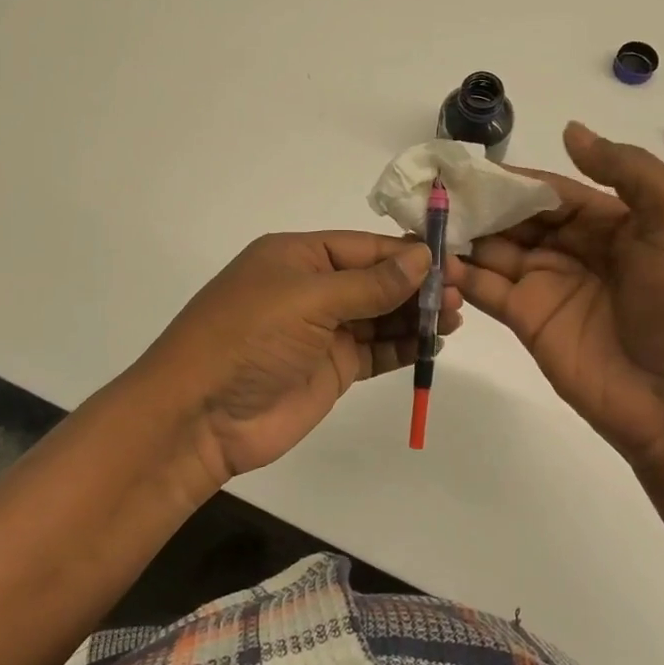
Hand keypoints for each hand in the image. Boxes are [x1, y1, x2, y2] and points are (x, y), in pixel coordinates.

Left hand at [133, 231, 461, 484]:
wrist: (200, 417)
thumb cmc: (249, 339)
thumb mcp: (308, 300)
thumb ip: (370, 283)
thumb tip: (421, 257)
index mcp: (298, 257)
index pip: (364, 247)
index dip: (407, 253)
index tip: (451, 260)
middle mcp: (312, 289)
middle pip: (376, 280)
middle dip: (417, 285)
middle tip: (462, 293)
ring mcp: (322, 331)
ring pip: (380, 315)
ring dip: (416, 315)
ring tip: (456, 316)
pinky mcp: (332, 369)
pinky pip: (376, 350)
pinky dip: (404, 346)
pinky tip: (433, 343)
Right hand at [456, 122, 663, 476]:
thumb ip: (627, 171)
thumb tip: (570, 131)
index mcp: (614, 223)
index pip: (554, 192)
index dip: (515, 179)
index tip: (470, 166)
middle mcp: (576, 251)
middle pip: (519, 218)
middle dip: (481, 203)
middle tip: (434, 191)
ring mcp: (548, 286)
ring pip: (495, 249)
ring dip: (462, 234)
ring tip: (423, 218)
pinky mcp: (527, 321)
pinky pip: (486, 289)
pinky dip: (459, 274)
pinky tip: (433, 259)